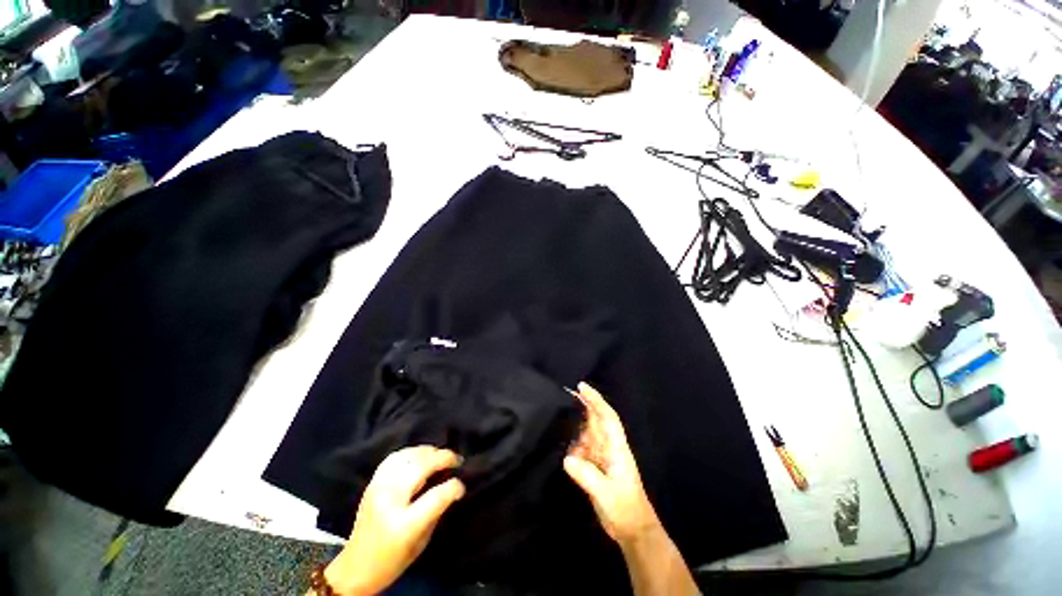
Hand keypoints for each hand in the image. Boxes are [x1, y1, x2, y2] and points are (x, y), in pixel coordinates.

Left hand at [324, 446, 464, 595]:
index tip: (462, 485)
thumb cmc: (393, 561)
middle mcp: (389, 501)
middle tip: (456, 460)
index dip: (454, 487)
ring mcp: (378, 488)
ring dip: (428, 452)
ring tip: (439, 456)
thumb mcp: (422, 542)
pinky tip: (420, 456)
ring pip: (408, 456)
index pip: (436, 497)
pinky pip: (394, 457)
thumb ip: (437, 511)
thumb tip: (451, 486)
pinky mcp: (372, 482)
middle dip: (444, 458)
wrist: (355, 568)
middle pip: (422, 467)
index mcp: (404, 524)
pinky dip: (411, 452)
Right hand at [563, 382, 661, 548]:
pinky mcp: (597, 467)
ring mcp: (604, 457)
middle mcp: (610, 448)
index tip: (582, 387)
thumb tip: (567, 458)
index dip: (596, 400)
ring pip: (590, 432)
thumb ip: (587, 476)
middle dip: (586, 404)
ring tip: (563, 416)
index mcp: (617, 448)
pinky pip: (585, 448)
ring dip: (579, 423)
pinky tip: (567, 444)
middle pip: (598, 420)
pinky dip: (576, 443)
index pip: (607, 417)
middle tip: (568, 393)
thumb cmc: (625, 509)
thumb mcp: (606, 494)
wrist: (634, 530)